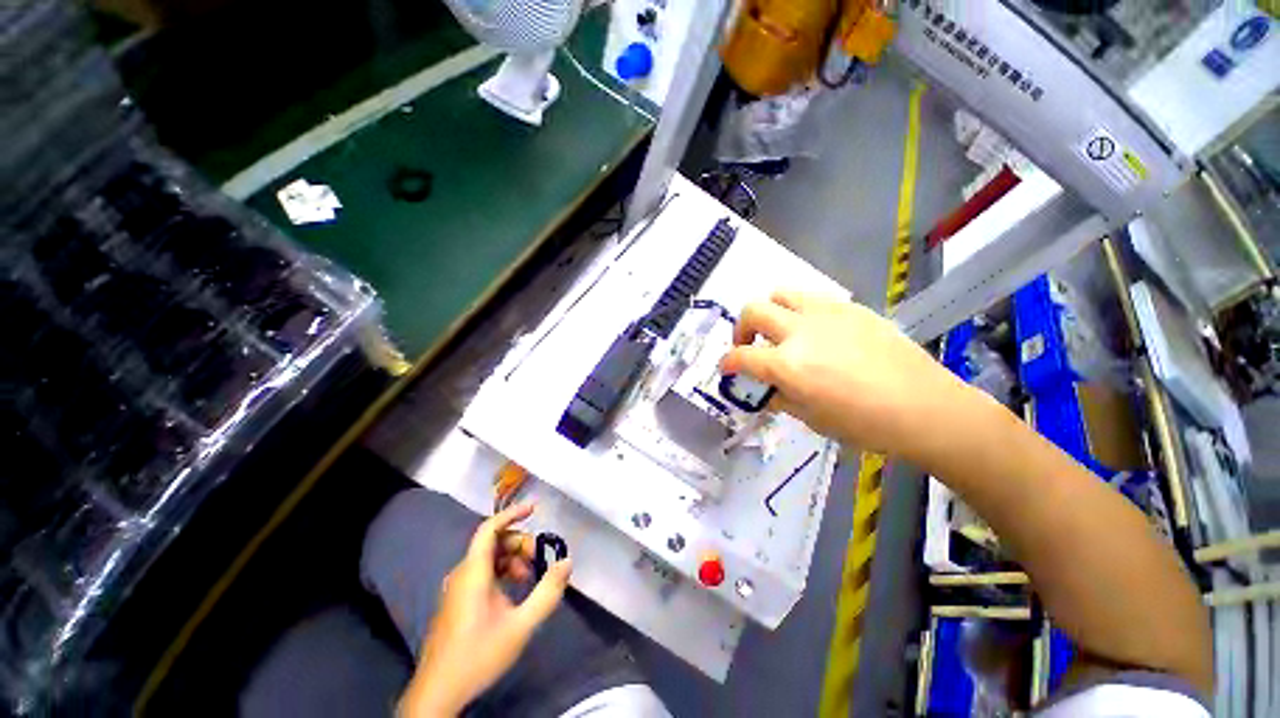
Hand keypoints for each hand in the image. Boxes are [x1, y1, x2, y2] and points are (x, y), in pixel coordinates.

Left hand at [399, 503, 571, 717]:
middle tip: (538, 560)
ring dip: (512, 560)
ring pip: (488, 558)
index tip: (535, 509)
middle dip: (519, 544)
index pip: (489, 528)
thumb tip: (567, 561)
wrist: (438, 693)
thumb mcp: (521, 625)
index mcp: (473, 572)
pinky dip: (501, 572)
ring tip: (529, 579)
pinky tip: (513, 592)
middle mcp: (462, 573)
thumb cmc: (479, 655)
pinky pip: (481, 572)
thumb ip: (547, 592)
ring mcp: (456, 588)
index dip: (512, 514)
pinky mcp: (456, 601)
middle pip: (492, 542)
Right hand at [720, 290, 977, 462]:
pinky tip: (816, 332)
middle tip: (749, 345)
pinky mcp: (849, 307)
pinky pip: (812, 298)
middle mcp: (800, 332)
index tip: (727, 369)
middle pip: (753, 311)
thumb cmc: (865, 424)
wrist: (924, 407)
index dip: (727, 363)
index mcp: (788, 365)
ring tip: (780, 330)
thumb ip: (780, 397)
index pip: (741, 357)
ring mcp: (826, 314)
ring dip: (770, 312)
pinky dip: (800, 312)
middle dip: (741, 329)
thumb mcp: (811, 419)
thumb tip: (766, 388)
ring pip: (780, 293)